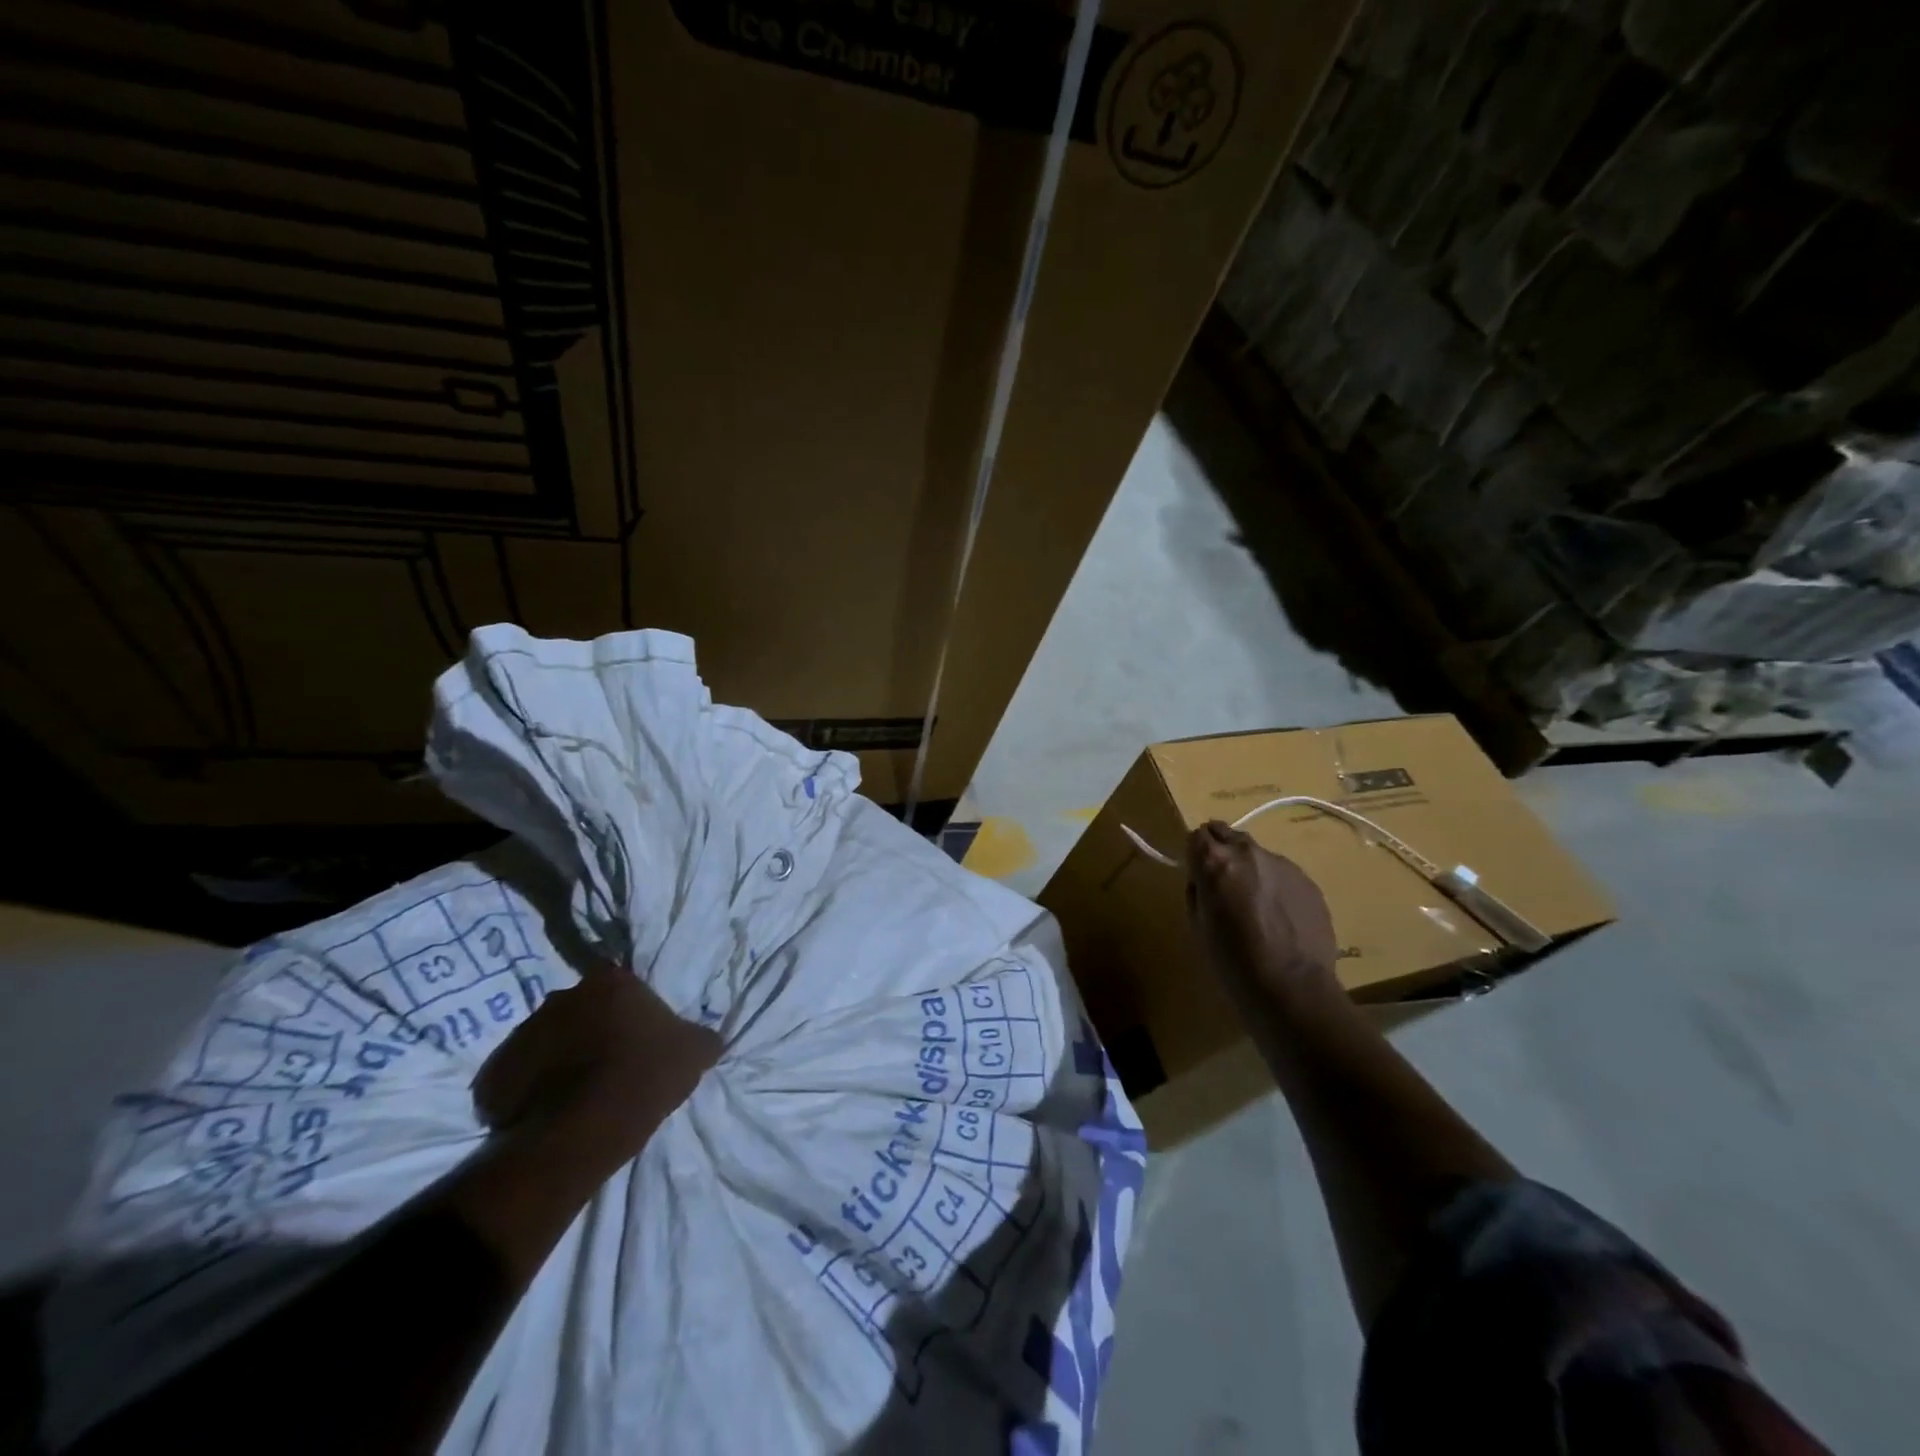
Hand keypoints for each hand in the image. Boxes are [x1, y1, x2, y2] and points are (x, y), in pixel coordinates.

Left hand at [474, 964, 721, 1166]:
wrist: (579, 1134)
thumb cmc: (644, 1076)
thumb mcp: (694, 1053)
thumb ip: (701, 1037)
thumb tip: (709, 1038)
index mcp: (610, 982)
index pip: (620, 985)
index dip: (628, 1010)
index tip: (637, 1036)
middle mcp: (563, 995)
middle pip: (580, 1008)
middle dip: (590, 1030)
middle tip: (608, 1064)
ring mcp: (522, 1032)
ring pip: (547, 1040)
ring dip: (559, 1058)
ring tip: (577, 1094)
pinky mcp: (493, 1073)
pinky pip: (517, 1075)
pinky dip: (529, 1089)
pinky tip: (549, 1113)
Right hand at [1186, 821, 1340, 1012]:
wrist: (1292, 987)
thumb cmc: (1233, 961)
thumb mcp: (1198, 924)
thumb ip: (1198, 890)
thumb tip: (1204, 879)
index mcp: (1215, 861)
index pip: (1196, 835)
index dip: (1195, 854)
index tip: (1198, 875)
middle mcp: (1249, 852)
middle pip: (1227, 833)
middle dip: (1221, 851)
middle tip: (1223, 884)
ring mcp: (1283, 864)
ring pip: (1257, 854)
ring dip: (1251, 869)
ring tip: (1256, 906)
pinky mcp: (1308, 881)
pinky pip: (1283, 874)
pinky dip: (1275, 886)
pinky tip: (1280, 918)